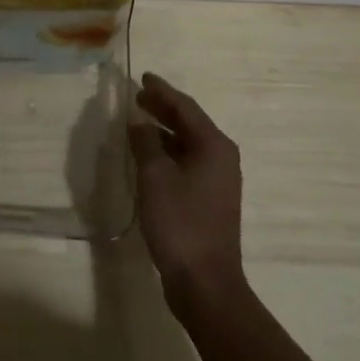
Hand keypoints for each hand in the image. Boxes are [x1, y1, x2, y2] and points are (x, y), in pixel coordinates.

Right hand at [129, 73, 245, 314]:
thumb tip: (139, 122)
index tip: (143, 77)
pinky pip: (187, 162)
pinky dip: (167, 153)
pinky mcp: (209, 199)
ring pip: (188, 143)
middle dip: (163, 108)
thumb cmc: (180, 223)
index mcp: (214, 145)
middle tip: (138, 96)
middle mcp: (221, 157)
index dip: (162, 91)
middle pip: (189, 123)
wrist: (205, 282)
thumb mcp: (155, 177)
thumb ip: (146, 143)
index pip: (185, 107)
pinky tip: (148, 155)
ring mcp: (218, 180)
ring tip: (138, 121)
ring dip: (164, 131)